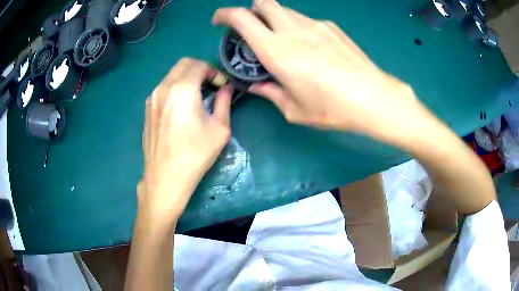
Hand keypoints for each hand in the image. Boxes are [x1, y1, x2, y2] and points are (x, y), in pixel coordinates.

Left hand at [138, 58, 231, 221]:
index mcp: (182, 89)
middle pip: (183, 64)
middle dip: (200, 69)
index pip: (199, 65)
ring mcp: (152, 98)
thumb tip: (225, 88)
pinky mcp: (147, 109)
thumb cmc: (195, 154)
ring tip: (197, 96)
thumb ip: (224, 102)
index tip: (221, 86)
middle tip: (211, 86)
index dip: (214, 72)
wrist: (166, 178)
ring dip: (187, 78)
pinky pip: (163, 88)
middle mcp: (163, 88)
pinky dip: (175, 88)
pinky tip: (182, 107)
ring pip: (171, 75)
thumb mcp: (219, 129)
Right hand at [212, 0, 428, 143]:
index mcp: (277, 51)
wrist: (373, 97)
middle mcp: (293, 30)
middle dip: (251, 10)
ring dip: (274, 19)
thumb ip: (270, 92)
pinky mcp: (331, 26)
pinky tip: (309, 46)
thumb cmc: (332, 108)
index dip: (225, 14)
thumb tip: (255, 85)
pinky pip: (304, 19)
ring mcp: (314, 24)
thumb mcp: (294, 109)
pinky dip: (296, 26)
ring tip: (283, 41)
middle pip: (263, 1)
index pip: (242, 18)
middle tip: (253, 30)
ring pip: (284, 9)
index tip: (219, 22)